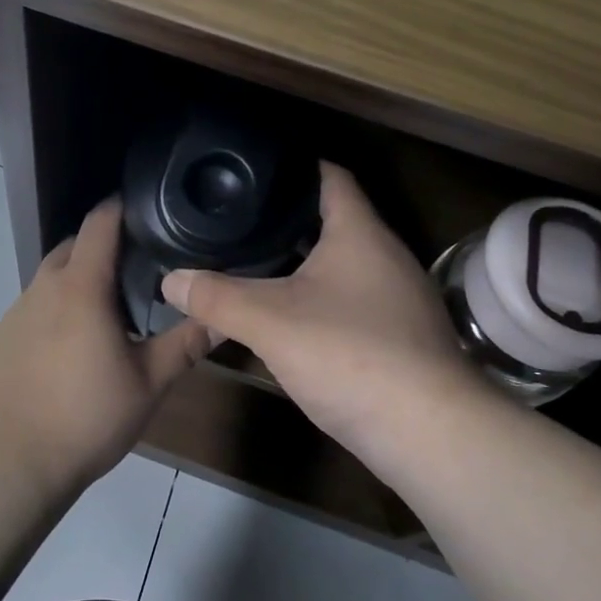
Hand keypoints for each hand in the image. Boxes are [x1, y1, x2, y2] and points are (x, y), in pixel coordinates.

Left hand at [0, 198, 213, 496]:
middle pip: (72, 247)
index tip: (144, 209)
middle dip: (100, 247)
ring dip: (75, 283)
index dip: (120, 208)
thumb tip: (222, 317)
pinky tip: (65, 352)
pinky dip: (52, 314)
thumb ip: (184, 344)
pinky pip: (30, 311)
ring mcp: (13, 314)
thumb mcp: (148, 384)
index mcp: (81, 287)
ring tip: (104, 315)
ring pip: (49, 280)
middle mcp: (42, 289)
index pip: (99, 223)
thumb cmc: (85, 417)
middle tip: (134, 270)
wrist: (7, 463)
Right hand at [160, 162, 475, 459]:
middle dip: (288, 219)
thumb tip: (169, 280)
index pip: (330, 176)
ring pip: (342, 264)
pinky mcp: (402, 336)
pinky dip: (320, 298)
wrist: (431, 435)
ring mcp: (399, 298)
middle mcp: (386, 255)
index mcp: (360, 233)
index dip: (294, 166)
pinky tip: (290, 317)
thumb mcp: (269, 322)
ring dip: (303, 262)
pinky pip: (352, 300)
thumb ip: (216, 297)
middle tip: (239, 219)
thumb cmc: (350, 354)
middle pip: (334, 220)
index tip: (254, 169)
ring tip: (255, 262)